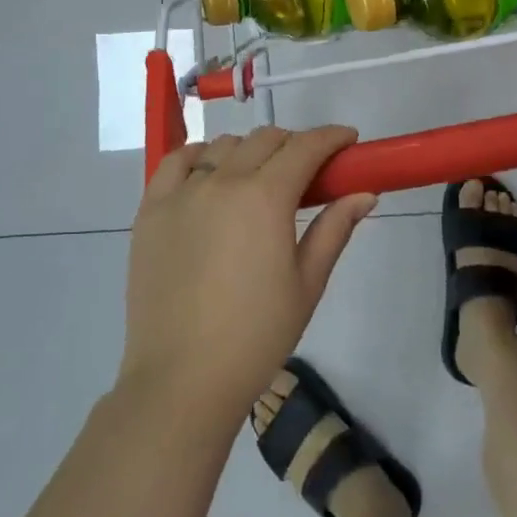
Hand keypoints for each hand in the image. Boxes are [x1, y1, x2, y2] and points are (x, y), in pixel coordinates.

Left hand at [119, 126, 377, 426]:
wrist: (182, 379)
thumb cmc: (256, 337)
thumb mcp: (307, 284)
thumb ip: (334, 229)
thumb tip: (365, 194)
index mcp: (265, 198)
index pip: (305, 147)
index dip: (331, 137)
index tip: (348, 140)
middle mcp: (222, 182)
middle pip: (265, 140)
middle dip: (294, 144)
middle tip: (308, 171)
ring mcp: (181, 193)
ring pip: (222, 147)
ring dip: (249, 151)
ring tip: (259, 178)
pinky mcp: (151, 210)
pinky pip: (176, 162)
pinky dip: (199, 156)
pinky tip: (209, 174)